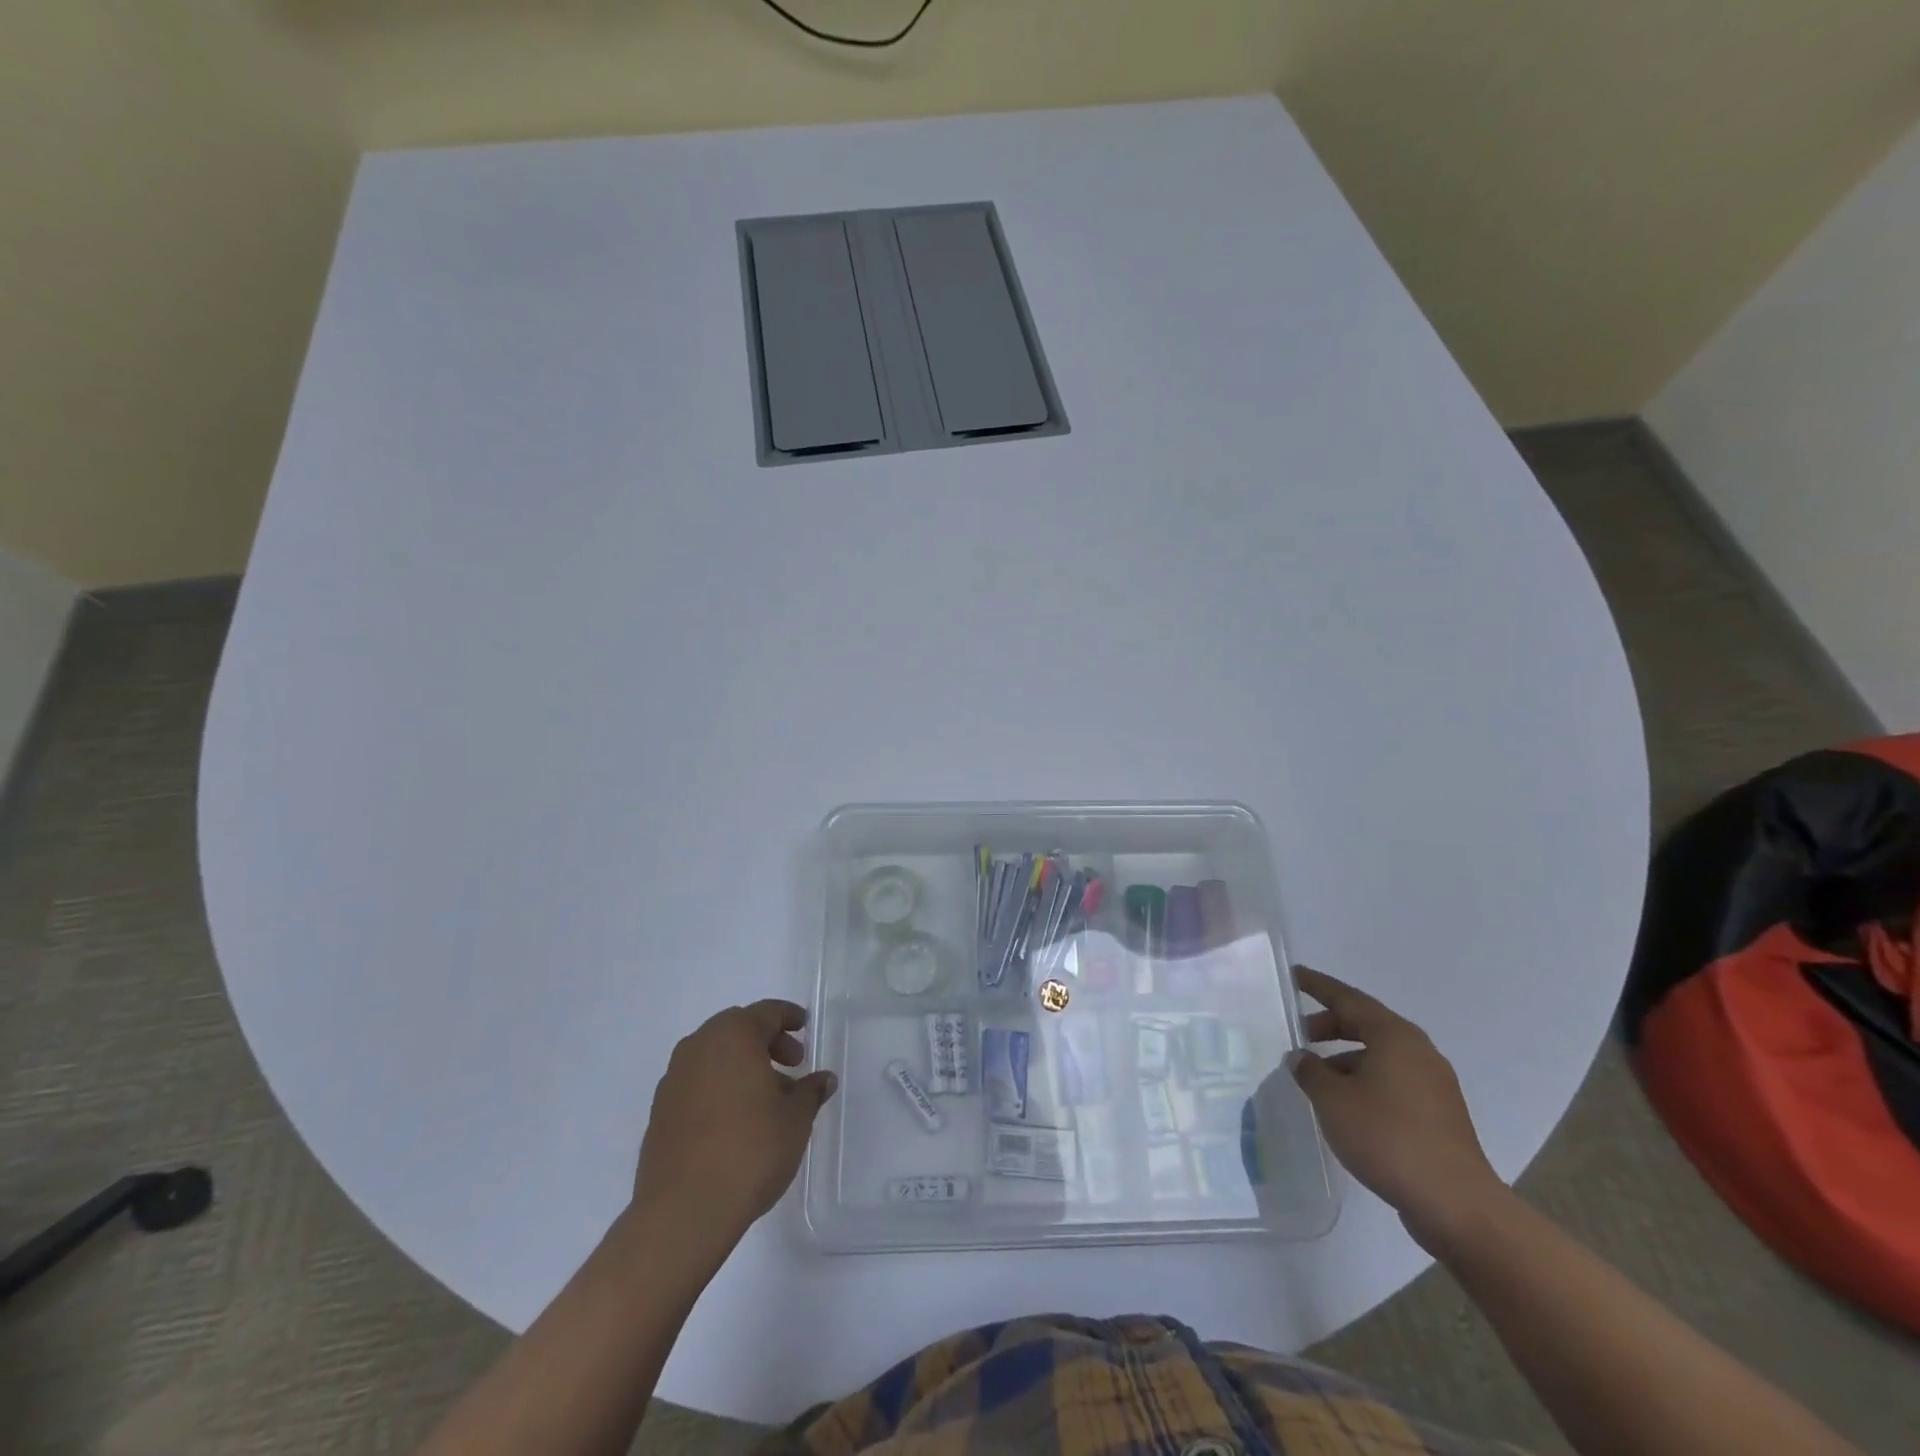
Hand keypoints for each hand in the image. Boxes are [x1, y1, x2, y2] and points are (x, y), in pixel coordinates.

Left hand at [632, 1000, 837, 1246]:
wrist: (683, 1211)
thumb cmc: (750, 1150)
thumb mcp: (795, 1119)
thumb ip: (810, 1092)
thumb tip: (823, 1079)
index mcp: (733, 1036)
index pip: (766, 1013)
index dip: (788, 1017)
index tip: (804, 1026)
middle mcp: (698, 1047)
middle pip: (737, 1030)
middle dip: (766, 1042)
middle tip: (792, 1064)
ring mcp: (673, 1079)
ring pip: (714, 1056)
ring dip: (741, 1065)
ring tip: (767, 1098)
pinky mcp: (659, 1112)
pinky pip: (697, 1083)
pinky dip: (719, 1087)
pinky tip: (736, 1119)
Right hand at [1290, 966, 1505, 1246]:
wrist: (1456, 1204)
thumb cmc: (1387, 1138)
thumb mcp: (1333, 1100)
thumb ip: (1311, 1071)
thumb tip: (1301, 1058)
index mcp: (1394, 1036)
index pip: (1348, 999)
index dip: (1318, 986)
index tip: (1295, 975)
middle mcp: (1418, 1051)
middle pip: (1367, 1024)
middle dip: (1331, 1025)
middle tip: (1300, 1033)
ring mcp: (1434, 1083)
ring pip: (1381, 1055)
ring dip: (1347, 1057)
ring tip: (1317, 1075)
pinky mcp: (1439, 1113)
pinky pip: (1393, 1080)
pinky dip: (1365, 1079)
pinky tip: (1346, 1104)